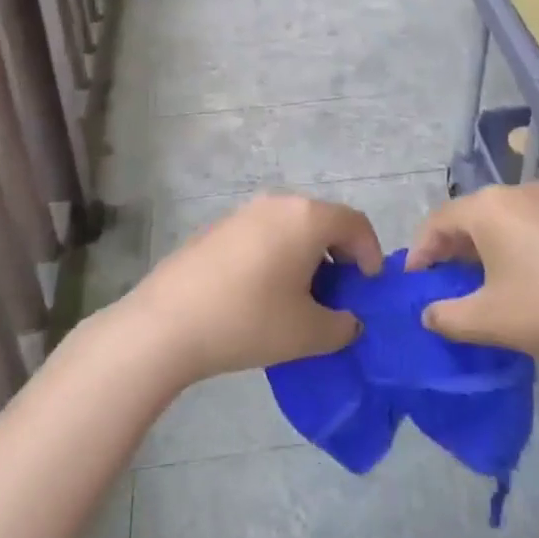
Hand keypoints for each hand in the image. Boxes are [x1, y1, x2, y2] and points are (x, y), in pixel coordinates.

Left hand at [124, 193, 384, 382]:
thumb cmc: (249, 320)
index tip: (368, 287)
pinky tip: (263, 293)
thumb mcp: (308, 333)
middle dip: (339, 255)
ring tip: (301, 296)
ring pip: (292, 227)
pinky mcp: (219, 228)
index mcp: (307, 218)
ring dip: (307, 255)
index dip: (371, 253)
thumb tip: (348, 321)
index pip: (355, 223)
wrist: (168, 322)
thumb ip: (342, 326)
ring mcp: (244, 212)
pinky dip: (277, 255)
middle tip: (338, 294)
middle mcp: (278, 203)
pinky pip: (264, 234)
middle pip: (323, 221)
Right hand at [407, 184, 538, 367]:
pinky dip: (513, 245)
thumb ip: (446, 316)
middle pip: (470, 215)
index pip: (438, 221)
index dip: (420, 251)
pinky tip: (521, 278)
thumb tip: (429, 313)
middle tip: (442, 282)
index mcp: (489, 207)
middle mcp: (517, 193)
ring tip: (478, 283)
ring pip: (501, 219)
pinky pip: (530, 225)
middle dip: (450, 248)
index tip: (414, 281)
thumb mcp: (488, 320)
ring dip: (482, 247)